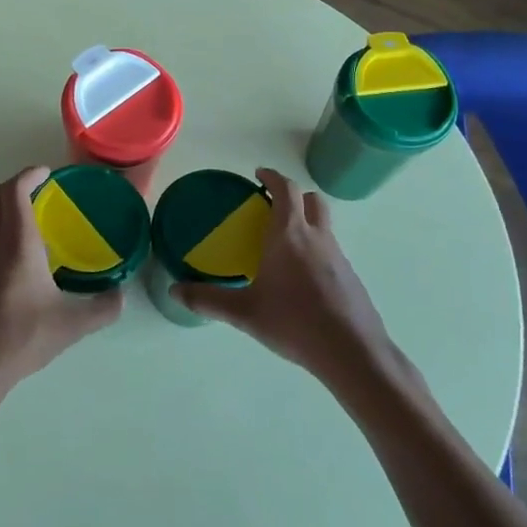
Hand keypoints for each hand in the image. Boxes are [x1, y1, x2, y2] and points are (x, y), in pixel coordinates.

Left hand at [0, 167, 122, 411]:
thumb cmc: (20, 339)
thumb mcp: (71, 326)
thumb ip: (102, 308)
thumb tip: (121, 296)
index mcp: (16, 243)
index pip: (15, 189)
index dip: (29, 174)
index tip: (45, 173)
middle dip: (13, 187)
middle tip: (37, 194)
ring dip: (4, 217)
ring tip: (31, 236)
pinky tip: (14, 274)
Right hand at [171, 167, 411, 389]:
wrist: (352, 352)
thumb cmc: (294, 322)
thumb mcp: (244, 313)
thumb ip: (208, 300)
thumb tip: (174, 290)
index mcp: (289, 234)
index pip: (285, 189)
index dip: (272, 177)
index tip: (259, 175)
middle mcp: (316, 236)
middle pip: (311, 199)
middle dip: (293, 196)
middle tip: (271, 207)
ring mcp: (338, 256)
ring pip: (324, 224)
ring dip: (306, 221)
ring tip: (283, 244)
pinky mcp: (350, 277)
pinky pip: (331, 250)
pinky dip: (316, 249)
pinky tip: (301, 278)